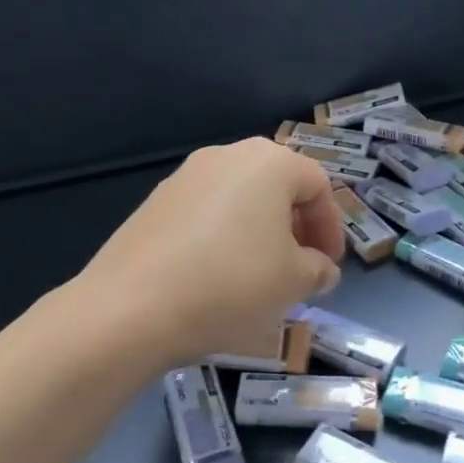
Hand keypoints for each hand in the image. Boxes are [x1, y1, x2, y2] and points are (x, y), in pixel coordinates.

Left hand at [75, 138, 344, 370]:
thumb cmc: (231, 284)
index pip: (318, 185)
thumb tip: (319, 268)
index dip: (331, 227)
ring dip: (259, 233)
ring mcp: (185, 176)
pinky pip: (205, 213)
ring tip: (260, 276)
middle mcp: (227, 155)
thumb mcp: (293, 282)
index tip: (330, 267)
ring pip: (239, 199)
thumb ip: (318, 269)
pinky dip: (223, 237)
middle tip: (300, 268)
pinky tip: (217, 276)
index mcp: (269, 162)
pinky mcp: (155, 202)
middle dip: (296, 227)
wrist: (131, 307)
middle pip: (276, 186)